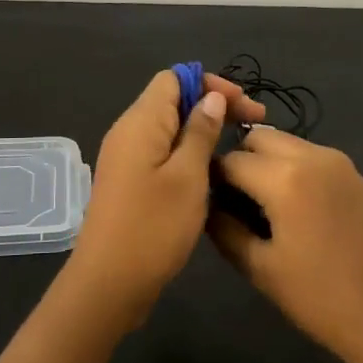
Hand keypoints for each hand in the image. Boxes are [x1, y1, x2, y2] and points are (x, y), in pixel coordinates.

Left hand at [64, 69, 266, 327]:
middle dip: (213, 105)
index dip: (211, 84)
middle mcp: (129, 132)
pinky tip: (211, 172)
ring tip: (236, 149)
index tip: (244, 108)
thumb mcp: (188, 176)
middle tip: (253, 126)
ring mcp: (127, 159)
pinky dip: (188, 152)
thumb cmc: (153, 227)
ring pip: (169, 128)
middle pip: (172, 99)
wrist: (109, 284)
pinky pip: (162, 152)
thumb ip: (201, 132)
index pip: (174, 78)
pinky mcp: (130, 182)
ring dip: (203, 130)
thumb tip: (211, 97)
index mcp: (140, 122)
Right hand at [209, 129, 362, 362]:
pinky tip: (289, 206)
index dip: (210, 178)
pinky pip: (309, 155)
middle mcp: (312, 156)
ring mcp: (338, 162)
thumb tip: (205, 203)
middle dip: (238, 160)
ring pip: (285, 142)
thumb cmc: (319, 298)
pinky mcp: (354, 174)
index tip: (202, 200)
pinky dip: (289, 167)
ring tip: (259, 204)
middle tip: (231, 200)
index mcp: (285, 178)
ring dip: (264, 161)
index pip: (230, 159)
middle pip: (258, 138)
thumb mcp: (259, 267)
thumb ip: (223, 227)